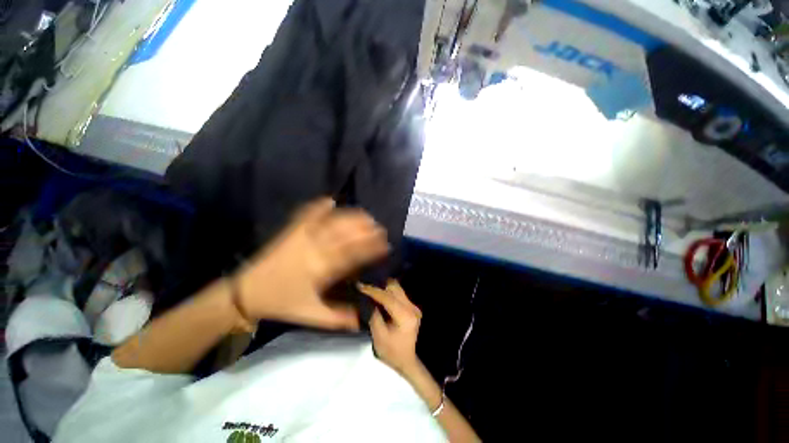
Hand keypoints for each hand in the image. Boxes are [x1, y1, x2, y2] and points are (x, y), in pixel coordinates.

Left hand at [236, 198, 388, 329]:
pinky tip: (330, 200)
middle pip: (344, 234)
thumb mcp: (311, 315)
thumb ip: (338, 318)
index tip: (386, 244)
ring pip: (330, 222)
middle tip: (379, 226)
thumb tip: (362, 320)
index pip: (352, 254)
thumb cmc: (282, 303)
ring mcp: (301, 237)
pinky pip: (306, 215)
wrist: (247, 293)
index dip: (371, 248)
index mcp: (320, 269)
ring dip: (349, 217)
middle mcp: (313, 249)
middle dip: (365, 229)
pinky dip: (318, 206)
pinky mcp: (291, 231)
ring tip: (365, 215)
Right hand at [360, 280, 421, 373]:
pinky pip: (399, 294)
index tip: (361, 286)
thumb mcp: (379, 337)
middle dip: (379, 287)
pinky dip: (389, 293)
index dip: (373, 291)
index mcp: (405, 316)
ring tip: (372, 291)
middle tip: (366, 288)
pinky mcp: (412, 307)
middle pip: (395, 288)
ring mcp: (413, 306)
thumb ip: (374, 317)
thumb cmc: (393, 352)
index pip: (388, 298)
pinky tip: (380, 297)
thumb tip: (368, 300)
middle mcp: (412, 307)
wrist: (408, 361)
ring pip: (397, 289)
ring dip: (384, 289)